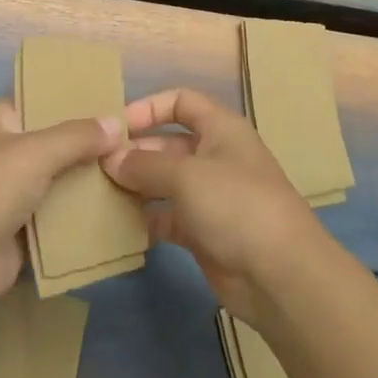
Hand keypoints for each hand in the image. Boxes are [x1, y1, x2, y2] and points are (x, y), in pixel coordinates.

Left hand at [0, 98, 123, 310]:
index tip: (116, 102)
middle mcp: (8, 151)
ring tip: (137, 173)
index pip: (43, 99)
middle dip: (92, 145)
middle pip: (57, 142)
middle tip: (137, 141)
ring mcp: (15, 192)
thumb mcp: (36, 151)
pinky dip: (84, 215)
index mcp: (2, 121)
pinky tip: (121, 209)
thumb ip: (78, 136)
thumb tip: (117, 123)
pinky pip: (61, 216)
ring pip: (62, 180)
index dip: (76, 100)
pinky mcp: (24, 229)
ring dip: (92, 181)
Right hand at [102, 88, 325, 323]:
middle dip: (135, 152)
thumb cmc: (236, 205)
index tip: (116, 127)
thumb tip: (111, 159)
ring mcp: (210, 196)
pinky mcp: (204, 232)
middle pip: (168, 143)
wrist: (281, 276)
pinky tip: (118, 225)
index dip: (149, 107)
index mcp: (221, 129)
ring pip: (165, 182)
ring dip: (136, 186)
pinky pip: (167, 217)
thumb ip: (144, 165)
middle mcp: (216, 157)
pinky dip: (146, 219)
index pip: (181, 101)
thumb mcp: (186, 175)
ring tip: (99, 194)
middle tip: (97, 167)